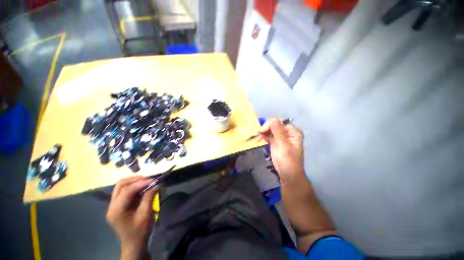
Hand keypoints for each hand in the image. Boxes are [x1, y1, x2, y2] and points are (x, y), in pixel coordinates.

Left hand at [106, 176, 157, 259]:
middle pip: (120, 185)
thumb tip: (156, 184)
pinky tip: (142, 188)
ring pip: (121, 187)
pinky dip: (134, 187)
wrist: (133, 244)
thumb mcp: (146, 215)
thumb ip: (149, 198)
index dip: (140, 183)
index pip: (127, 191)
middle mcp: (112, 206)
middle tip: (148, 179)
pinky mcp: (118, 206)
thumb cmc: (140, 231)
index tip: (153, 180)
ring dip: (134, 182)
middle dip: (135, 180)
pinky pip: (124, 191)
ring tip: (146, 182)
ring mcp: (113, 206)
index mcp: (117, 211)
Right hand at [259, 119, 304, 179]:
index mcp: (293, 132)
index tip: (262, 131)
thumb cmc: (288, 161)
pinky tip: (261, 138)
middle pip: (274, 124)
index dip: (270, 124)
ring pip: (270, 129)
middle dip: (266, 127)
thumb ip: (279, 133)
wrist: (288, 174)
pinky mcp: (275, 141)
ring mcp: (280, 136)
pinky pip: (268, 134)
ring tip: (259, 137)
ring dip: (264, 131)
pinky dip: (264, 135)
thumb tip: (272, 120)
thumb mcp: (284, 147)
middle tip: (259, 133)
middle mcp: (287, 132)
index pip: (280, 122)